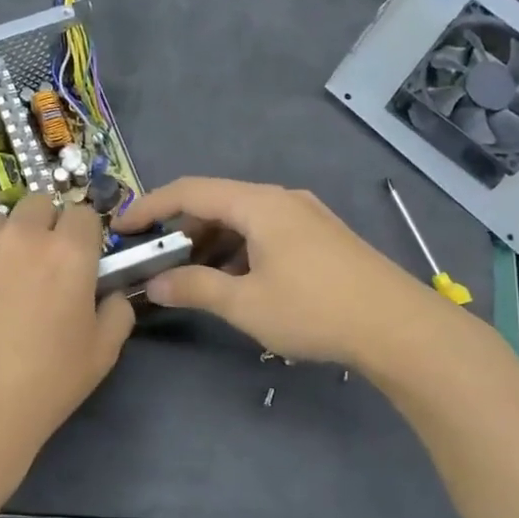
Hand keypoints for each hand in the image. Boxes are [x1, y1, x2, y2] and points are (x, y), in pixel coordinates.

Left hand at [0, 195, 134, 454]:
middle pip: (36, 205)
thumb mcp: (103, 353)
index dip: (82, 235)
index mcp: (67, 253)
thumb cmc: (47, 384)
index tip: (77, 259)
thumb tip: (109, 293)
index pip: (82, 214)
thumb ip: (117, 311)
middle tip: (37, 266)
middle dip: (42, 227)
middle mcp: (19, 237)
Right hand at [113, 177, 448, 368]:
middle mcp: (283, 200)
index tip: (121, 228)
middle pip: (218, 203)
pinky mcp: (322, 239)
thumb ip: (195, 289)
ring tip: (190, 278)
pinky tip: (235, 282)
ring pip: (244, 221)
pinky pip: (267, 235)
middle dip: (182, 230)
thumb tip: (155, 286)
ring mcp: (307, 217)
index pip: (190, 191)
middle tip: (155, 260)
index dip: (150, 207)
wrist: (397, 326)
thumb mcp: (245, 303)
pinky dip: (240, 252)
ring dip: (212, 245)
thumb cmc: (314, 309)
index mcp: (260, 204)